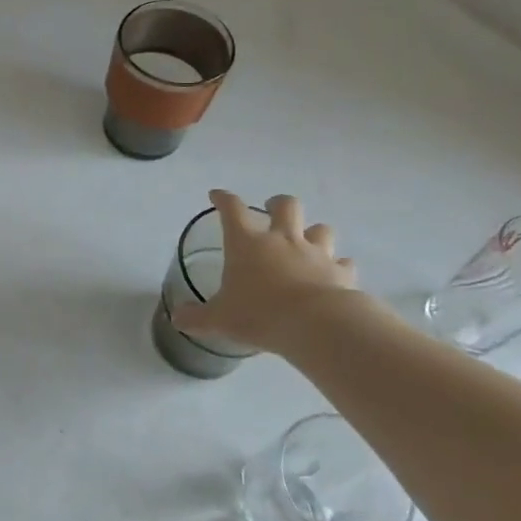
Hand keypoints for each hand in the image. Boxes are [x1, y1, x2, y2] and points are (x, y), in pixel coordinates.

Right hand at [171, 191, 358, 353]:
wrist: (316, 325)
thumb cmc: (259, 314)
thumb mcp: (218, 320)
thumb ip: (196, 317)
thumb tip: (177, 318)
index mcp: (247, 244)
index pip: (232, 210)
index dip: (223, 199)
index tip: (217, 195)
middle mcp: (282, 240)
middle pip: (286, 206)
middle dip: (278, 204)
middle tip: (272, 211)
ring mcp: (316, 253)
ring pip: (321, 229)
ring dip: (313, 233)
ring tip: (307, 243)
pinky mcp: (341, 272)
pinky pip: (343, 263)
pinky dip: (338, 266)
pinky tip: (333, 275)